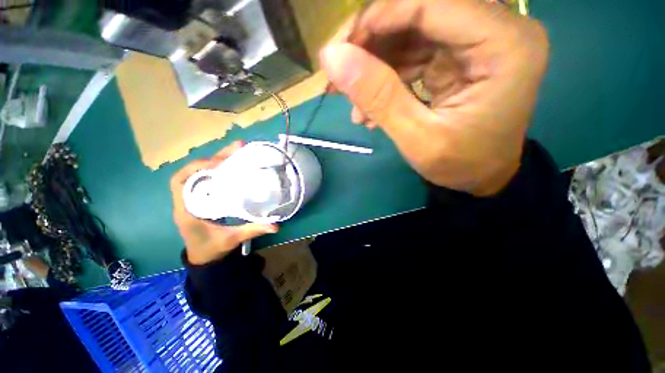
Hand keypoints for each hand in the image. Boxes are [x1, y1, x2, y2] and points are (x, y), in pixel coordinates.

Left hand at [170, 142, 278, 264]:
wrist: (204, 258)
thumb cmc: (212, 248)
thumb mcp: (232, 239)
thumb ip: (252, 230)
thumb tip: (276, 225)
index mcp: (187, 210)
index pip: (180, 181)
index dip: (197, 168)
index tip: (219, 163)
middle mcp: (186, 200)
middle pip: (192, 172)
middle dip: (213, 158)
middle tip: (236, 148)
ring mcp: (193, 198)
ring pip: (199, 173)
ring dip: (215, 161)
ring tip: (236, 152)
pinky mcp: (202, 198)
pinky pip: (206, 179)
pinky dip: (217, 170)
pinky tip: (232, 167)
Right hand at [320, 0, 548, 195]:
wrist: (480, 177)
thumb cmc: (460, 164)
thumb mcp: (417, 138)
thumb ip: (379, 97)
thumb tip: (333, 58)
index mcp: (504, 45)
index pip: (432, 4)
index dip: (379, 18)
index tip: (340, 48)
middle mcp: (496, 31)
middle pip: (420, 13)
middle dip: (371, 43)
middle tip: (339, 75)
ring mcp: (476, 42)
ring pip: (411, 33)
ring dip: (374, 66)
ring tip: (353, 103)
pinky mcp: (457, 57)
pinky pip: (413, 54)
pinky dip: (386, 78)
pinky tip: (369, 109)